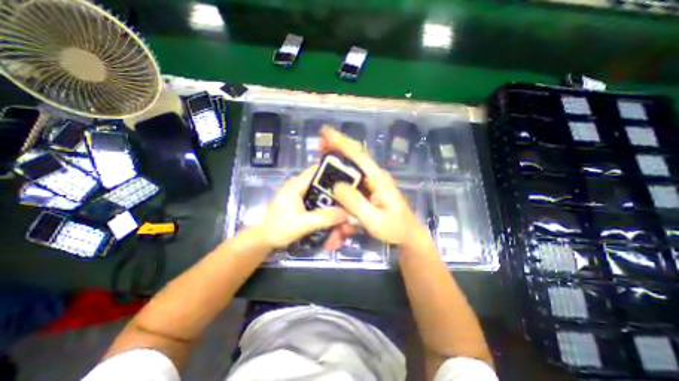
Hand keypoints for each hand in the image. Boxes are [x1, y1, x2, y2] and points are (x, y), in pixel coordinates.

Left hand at [252, 166, 352, 249]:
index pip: (320, 169)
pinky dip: (329, 215)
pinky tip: (335, 227)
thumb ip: (324, 217)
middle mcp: (303, 187)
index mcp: (298, 184)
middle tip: (350, 211)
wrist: (263, 240)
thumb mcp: (302, 223)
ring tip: (342, 226)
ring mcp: (305, 197)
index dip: (336, 171)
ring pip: (326, 199)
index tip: (352, 181)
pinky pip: (322, 207)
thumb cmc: (278, 228)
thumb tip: (347, 213)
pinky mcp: (305, 206)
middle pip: (326, 187)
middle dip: (339, 199)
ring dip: (335, 210)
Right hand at [322, 127, 421, 244]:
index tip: (325, 132)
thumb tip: (336, 185)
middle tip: (319, 144)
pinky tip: (331, 177)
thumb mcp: (374, 220)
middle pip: (354, 157)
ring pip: (352, 167)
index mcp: (378, 179)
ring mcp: (371, 183)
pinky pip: (352, 180)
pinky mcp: (368, 190)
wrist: (407, 235)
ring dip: (337, 160)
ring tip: (321, 156)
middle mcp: (374, 176)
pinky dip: (341, 176)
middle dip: (337, 147)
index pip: (359, 156)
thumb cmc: (394, 229)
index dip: (342, 143)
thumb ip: (356, 203)